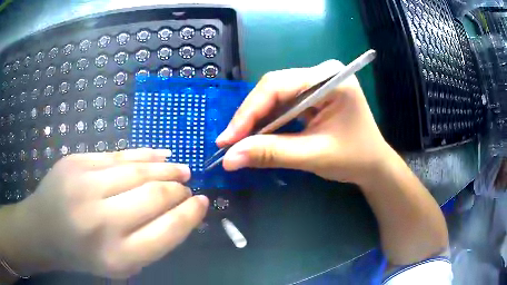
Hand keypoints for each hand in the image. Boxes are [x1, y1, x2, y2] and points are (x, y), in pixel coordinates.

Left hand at [0, 149, 207, 278]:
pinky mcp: (76, 162)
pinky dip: (144, 155)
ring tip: (180, 170)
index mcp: (118, 256)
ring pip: (138, 170)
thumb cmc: (84, 255)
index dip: (190, 214)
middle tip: (188, 187)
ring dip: (166, 170)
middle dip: (179, 191)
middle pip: (155, 197)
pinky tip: (160, 155)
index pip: (168, 231)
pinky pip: (118, 155)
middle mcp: (102, 221)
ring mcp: (85, 186)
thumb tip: (179, 214)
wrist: (43, 229)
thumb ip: (150, 243)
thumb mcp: (121, 265)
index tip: (202, 203)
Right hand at [216, 60, 394, 184]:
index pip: (277, 86)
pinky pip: (283, 104)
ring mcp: (317, 82)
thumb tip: (229, 158)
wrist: (373, 165)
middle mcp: (321, 73)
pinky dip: (268, 121)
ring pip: (274, 96)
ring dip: (256, 120)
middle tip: (229, 143)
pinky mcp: (313, 94)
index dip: (248, 113)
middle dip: (249, 117)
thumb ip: (271, 153)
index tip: (227, 139)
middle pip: (273, 88)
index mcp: (329, 78)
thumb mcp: (313, 156)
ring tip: (239, 141)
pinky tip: (258, 135)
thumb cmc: (354, 158)